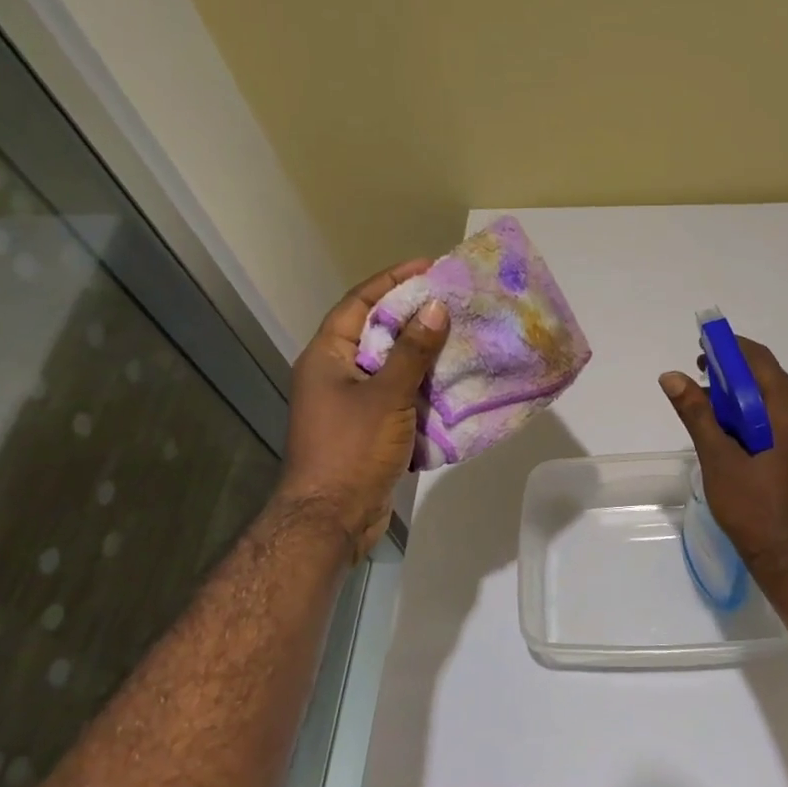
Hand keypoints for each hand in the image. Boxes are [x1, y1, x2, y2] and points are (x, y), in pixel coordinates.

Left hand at [279, 260, 448, 557]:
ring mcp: (350, 402)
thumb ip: (411, 351)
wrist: (331, 519)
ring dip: (422, 353)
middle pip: (376, 331)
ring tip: (460, 335)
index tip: (429, 267)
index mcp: (327, 356)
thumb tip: (435, 307)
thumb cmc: (351, 450)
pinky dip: (422, 387)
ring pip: (390, 365)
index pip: (359, 303)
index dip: (393, 281)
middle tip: (452, 300)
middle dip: (414, 315)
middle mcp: (335, 373)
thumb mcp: (387, 396)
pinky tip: (452, 382)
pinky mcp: (367, 428)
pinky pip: (398, 395)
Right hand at [659, 335, 787, 571]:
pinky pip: (770, 418)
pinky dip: (745, 411)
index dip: (733, 348)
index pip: (762, 363)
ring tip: (703, 397)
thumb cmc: (751, 505)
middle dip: (733, 368)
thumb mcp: (718, 457)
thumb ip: (696, 414)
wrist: (784, 553)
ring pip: (767, 399)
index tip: (703, 347)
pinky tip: (721, 423)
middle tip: (699, 369)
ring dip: (737, 391)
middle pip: (767, 377)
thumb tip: (672, 376)